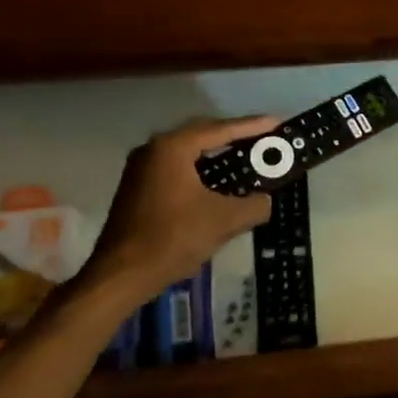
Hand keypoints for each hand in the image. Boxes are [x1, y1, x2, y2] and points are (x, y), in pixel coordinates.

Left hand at [77, 115, 275, 296]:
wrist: (121, 275)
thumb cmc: (172, 238)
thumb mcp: (224, 221)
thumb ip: (253, 205)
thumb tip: (264, 201)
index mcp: (173, 148)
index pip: (220, 129)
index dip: (252, 126)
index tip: (277, 122)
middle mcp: (153, 149)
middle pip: (202, 134)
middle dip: (234, 137)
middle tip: (263, 140)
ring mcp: (141, 168)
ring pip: (188, 153)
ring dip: (216, 155)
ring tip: (244, 159)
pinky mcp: (137, 188)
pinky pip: (176, 168)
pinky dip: (200, 171)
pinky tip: (217, 184)